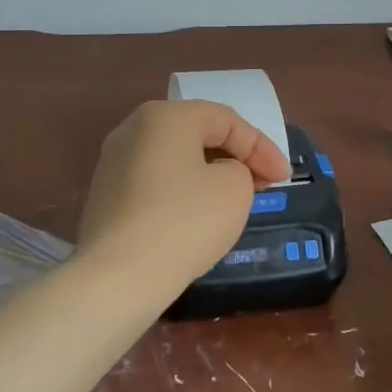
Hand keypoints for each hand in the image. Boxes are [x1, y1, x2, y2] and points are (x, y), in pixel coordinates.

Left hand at [76, 99, 289, 293]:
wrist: (120, 275)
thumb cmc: (185, 221)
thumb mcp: (235, 189)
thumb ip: (239, 169)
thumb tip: (219, 175)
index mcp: (165, 116)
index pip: (226, 120)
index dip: (262, 147)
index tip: (285, 178)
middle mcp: (133, 129)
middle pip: (197, 134)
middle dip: (236, 157)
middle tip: (264, 183)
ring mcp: (113, 162)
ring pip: (176, 158)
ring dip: (210, 174)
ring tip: (236, 199)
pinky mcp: (106, 196)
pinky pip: (155, 182)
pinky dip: (183, 191)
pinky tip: (199, 215)